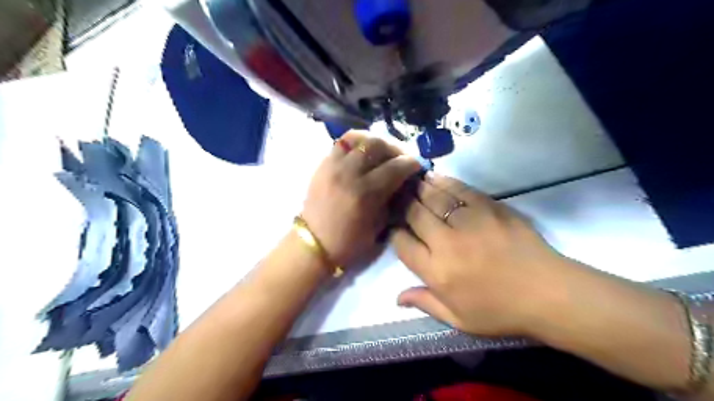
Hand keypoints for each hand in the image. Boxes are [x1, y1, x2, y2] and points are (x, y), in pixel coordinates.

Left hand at [302, 132, 422, 269]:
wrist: (313, 244)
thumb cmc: (349, 242)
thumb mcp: (378, 227)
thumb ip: (391, 200)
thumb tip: (402, 182)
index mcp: (365, 193)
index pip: (395, 167)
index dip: (411, 163)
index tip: (418, 165)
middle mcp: (348, 173)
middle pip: (377, 145)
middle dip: (395, 148)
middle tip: (401, 157)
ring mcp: (332, 165)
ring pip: (357, 137)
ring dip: (375, 141)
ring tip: (382, 151)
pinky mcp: (322, 164)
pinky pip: (341, 143)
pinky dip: (356, 142)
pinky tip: (363, 152)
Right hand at [388, 174, 572, 335]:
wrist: (548, 293)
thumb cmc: (501, 311)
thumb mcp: (459, 320)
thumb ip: (426, 303)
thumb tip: (397, 298)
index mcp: (437, 271)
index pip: (403, 244)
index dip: (395, 234)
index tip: (397, 230)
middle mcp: (447, 242)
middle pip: (415, 214)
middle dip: (404, 205)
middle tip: (400, 198)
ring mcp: (469, 221)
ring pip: (434, 197)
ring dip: (420, 188)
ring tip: (412, 182)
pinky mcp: (489, 207)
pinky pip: (460, 189)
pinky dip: (445, 181)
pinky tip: (435, 177)